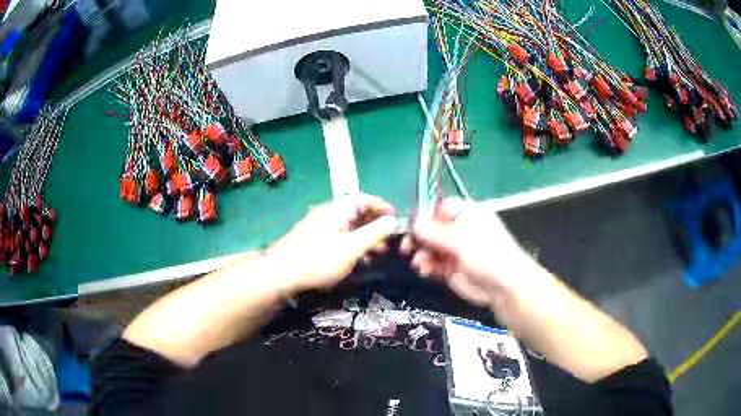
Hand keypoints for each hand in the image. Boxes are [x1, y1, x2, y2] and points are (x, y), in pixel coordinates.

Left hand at [266, 193, 397, 293]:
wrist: (280, 273)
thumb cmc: (318, 260)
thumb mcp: (351, 248)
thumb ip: (373, 234)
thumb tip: (393, 221)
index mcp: (337, 210)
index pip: (364, 199)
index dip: (382, 206)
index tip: (396, 218)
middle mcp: (328, 213)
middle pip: (357, 212)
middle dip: (375, 225)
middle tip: (389, 241)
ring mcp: (318, 226)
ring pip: (348, 226)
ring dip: (365, 236)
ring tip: (377, 253)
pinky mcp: (312, 240)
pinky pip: (339, 236)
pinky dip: (352, 244)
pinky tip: (356, 260)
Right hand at [401, 198, 538, 306]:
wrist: (504, 287)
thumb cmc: (488, 255)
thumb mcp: (461, 240)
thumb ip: (436, 232)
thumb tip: (415, 220)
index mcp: (466, 214)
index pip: (440, 207)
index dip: (425, 215)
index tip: (411, 225)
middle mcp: (460, 229)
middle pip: (431, 228)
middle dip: (419, 237)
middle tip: (408, 247)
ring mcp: (455, 249)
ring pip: (430, 246)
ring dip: (422, 254)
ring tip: (420, 263)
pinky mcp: (451, 267)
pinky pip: (433, 262)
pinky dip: (427, 265)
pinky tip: (424, 270)